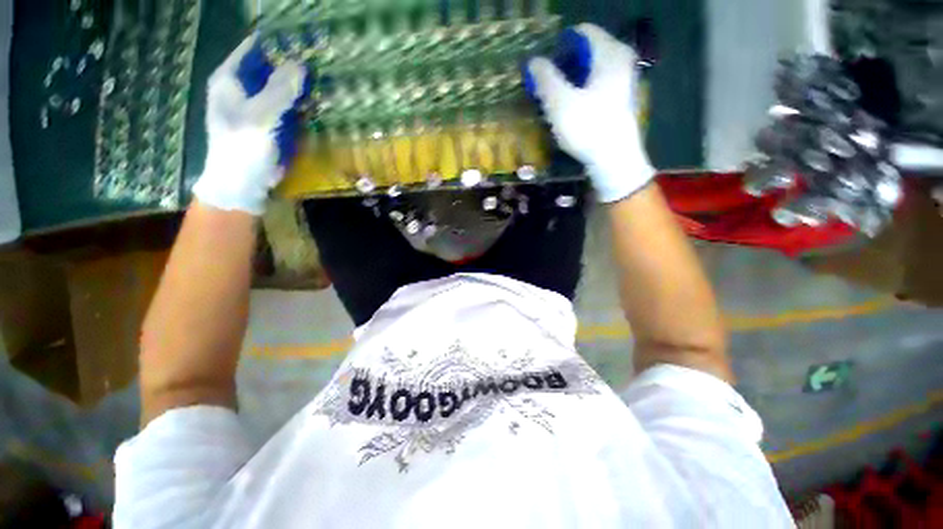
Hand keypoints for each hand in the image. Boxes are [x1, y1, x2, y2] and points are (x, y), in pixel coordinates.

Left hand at [192, 35, 309, 214]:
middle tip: (321, 63)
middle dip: (295, 65)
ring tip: (325, 82)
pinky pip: (290, 106)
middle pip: (272, 66)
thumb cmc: (243, 148)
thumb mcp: (260, 116)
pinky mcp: (273, 122)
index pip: (256, 47)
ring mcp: (260, 105)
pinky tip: (318, 105)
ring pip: (284, 87)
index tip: (306, 40)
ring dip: (303, 86)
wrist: (242, 183)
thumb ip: (280, 89)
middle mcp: (245, 87)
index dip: (279, 41)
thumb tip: (301, 64)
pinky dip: (304, 105)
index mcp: (232, 78)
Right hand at [527, 24, 653, 202]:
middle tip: (546, 84)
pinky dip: (581, 90)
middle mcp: (621, 60)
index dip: (559, 46)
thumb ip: (545, 78)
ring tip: (554, 97)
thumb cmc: (587, 128)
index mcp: (609, 53)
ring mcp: (624, 80)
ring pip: (591, 69)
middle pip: (587, 51)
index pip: (582, 32)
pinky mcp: (620, 99)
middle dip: (564, 64)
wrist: (614, 160)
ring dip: (571, 79)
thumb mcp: (560, 103)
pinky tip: (570, 108)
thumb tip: (534, 61)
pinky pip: (597, 84)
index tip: (544, 67)